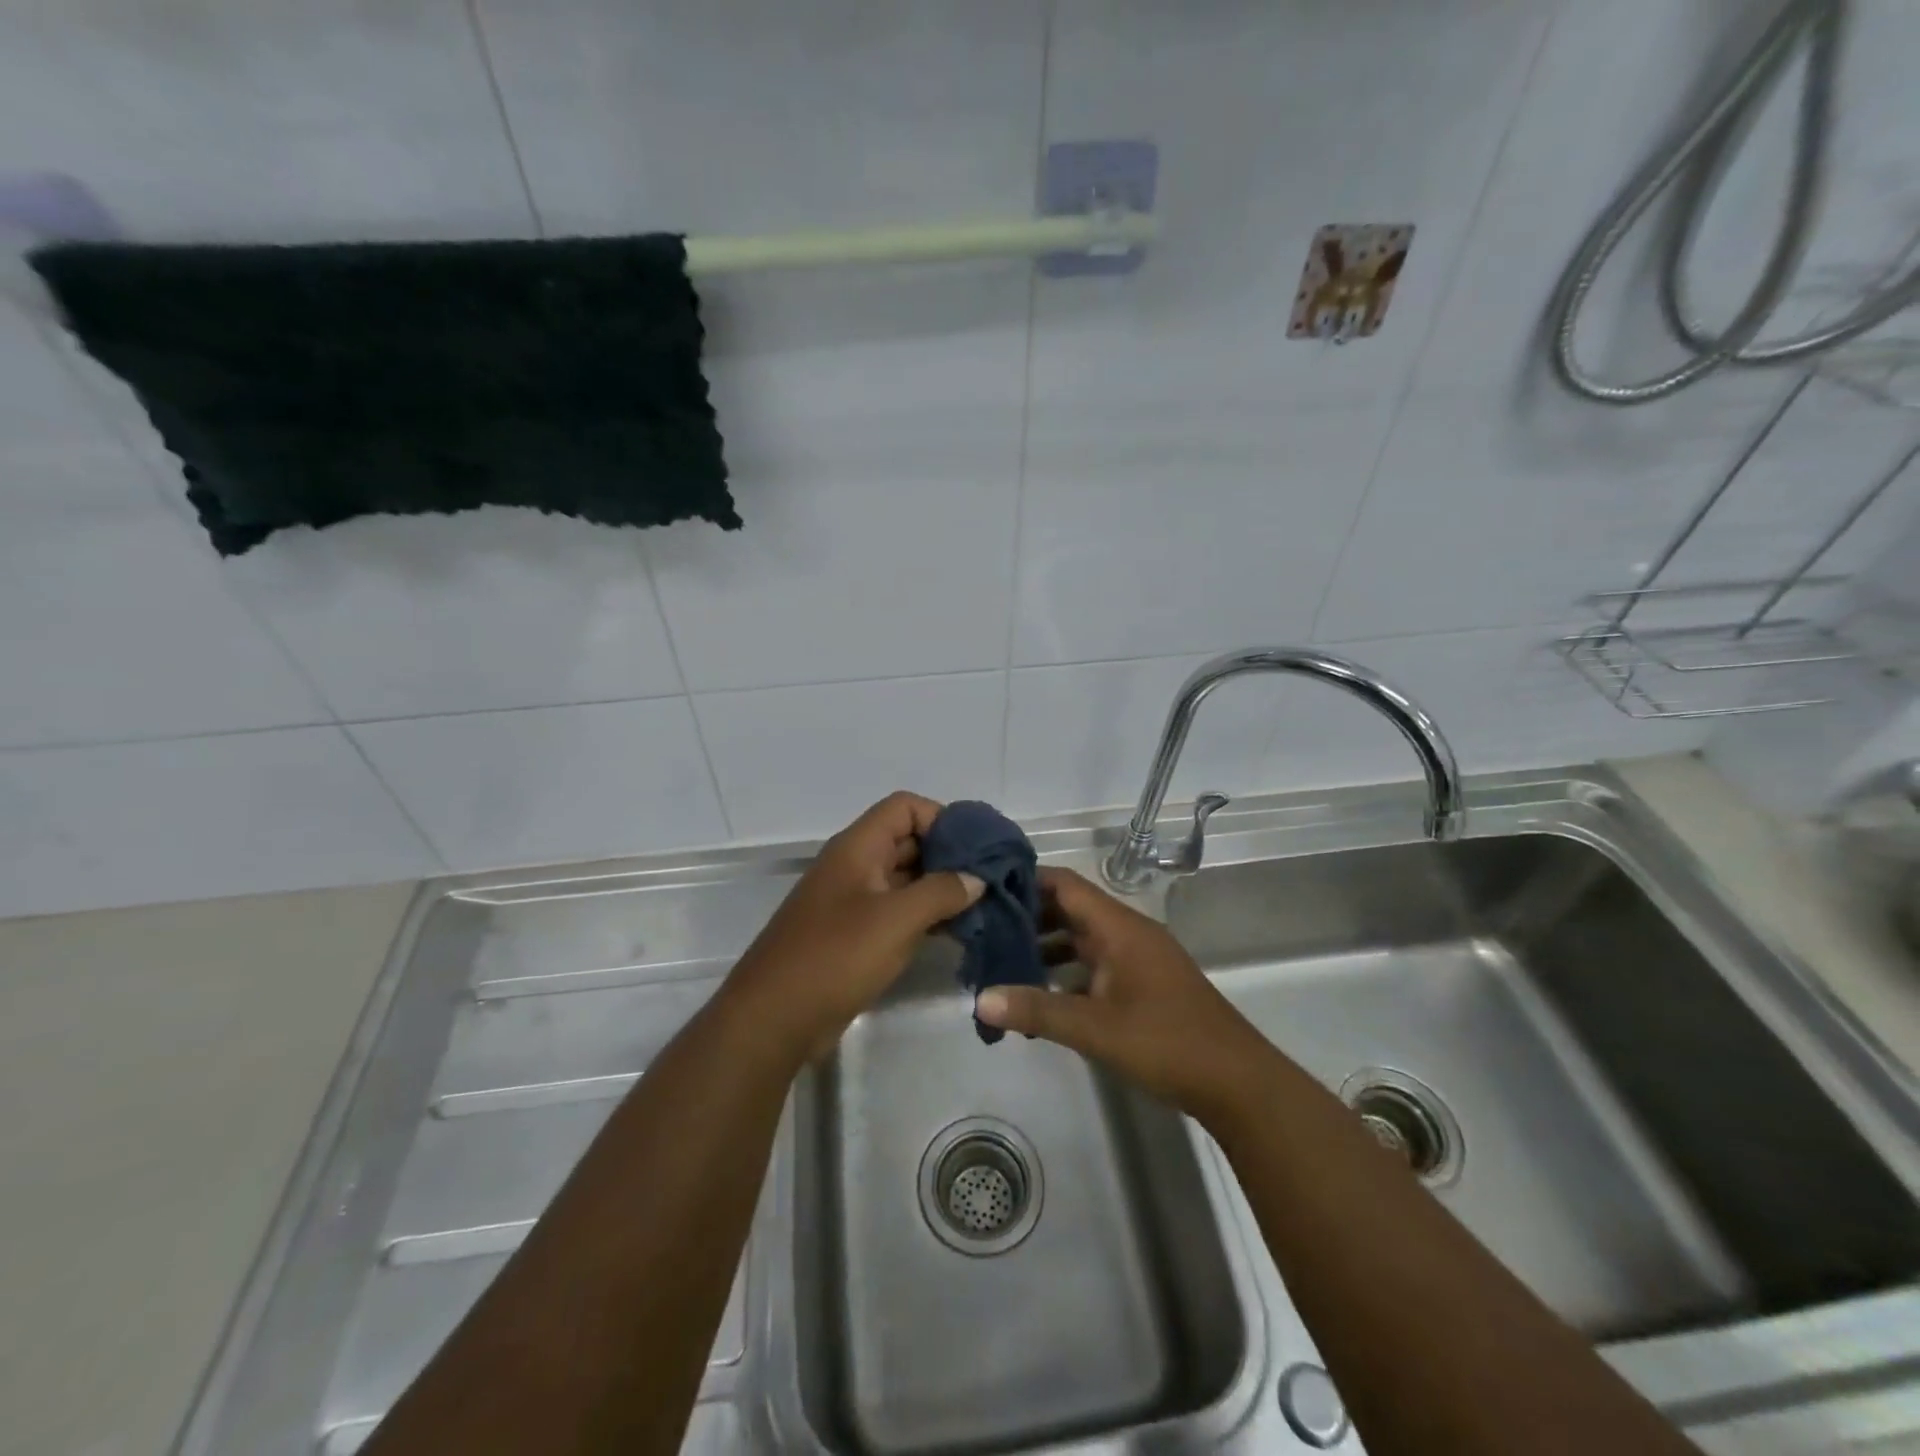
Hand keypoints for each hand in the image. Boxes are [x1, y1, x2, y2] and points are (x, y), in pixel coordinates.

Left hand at [723, 792, 982, 1064]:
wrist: (774, 1018)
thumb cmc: (835, 956)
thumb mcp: (896, 919)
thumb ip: (941, 892)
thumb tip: (976, 878)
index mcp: (858, 847)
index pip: (905, 808)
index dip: (942, 818)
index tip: (977, 849)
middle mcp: (855, 865)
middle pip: (908, 840)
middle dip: (949, 855)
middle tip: (991, 879)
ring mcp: (854, 901)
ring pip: (905, 878)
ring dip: (941, 888)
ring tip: (983, 907)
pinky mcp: (855, 934)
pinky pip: (897, 911)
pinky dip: (926, 915)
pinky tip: (956, 932)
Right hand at [973, 866, 1274, 1123]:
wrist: (1237, 1082)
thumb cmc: (1166, 1043)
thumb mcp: (1095, 1028)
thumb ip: (1036, 1010)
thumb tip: (979, 999)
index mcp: (1119, 927)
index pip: (1065, 884)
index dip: (1026, 881)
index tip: (985, 890)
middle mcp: (1128, 933)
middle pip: (1070, 909)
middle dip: (1028, 918)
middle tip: (983, 931)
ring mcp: (1138, 958)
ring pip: (1082, 939)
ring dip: (1045, 948)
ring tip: (1001, 964)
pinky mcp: (1143, 984)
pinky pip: (1095, 965)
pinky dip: (1067, 973)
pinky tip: (1040, 997)